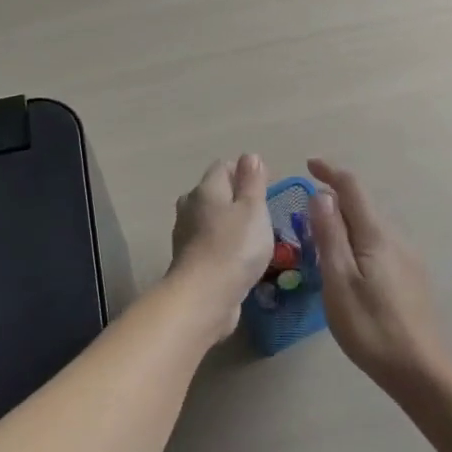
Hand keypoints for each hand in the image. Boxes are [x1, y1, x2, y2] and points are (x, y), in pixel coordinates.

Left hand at [168, 155, 274, 334]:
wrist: (204, 296)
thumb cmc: (235, 246)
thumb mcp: (253, 209)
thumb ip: (252, 182)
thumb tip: (250, 156)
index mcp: (205, 189)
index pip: (222, 167)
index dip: (244, 172)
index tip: (266, 187)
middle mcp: (190, 206)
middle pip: (214, 192)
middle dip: (236, 198)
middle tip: (262, 213)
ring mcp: (185, 234)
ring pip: (210, 219)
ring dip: (229, 223)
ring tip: (253, 237)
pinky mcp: (188, 260)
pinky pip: (208, 243)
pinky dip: (222, 245)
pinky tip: (238, 258)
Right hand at [307, 159, 451, 395]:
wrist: (421, 370)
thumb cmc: (371, 327)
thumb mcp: (339, 281)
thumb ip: (330, 236)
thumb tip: (321, 195)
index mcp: (376, 236)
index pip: (352, 188)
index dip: (330, 172)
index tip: (308, 165)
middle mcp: (396, 239)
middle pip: (362, 208)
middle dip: (334, 203)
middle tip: (303, 220)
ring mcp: (408, 259)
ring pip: (371, 230)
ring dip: (345, 226)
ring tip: (320, 247)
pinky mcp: (412, 279)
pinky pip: (380, 248)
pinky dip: (358, 245)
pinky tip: (349, 272)